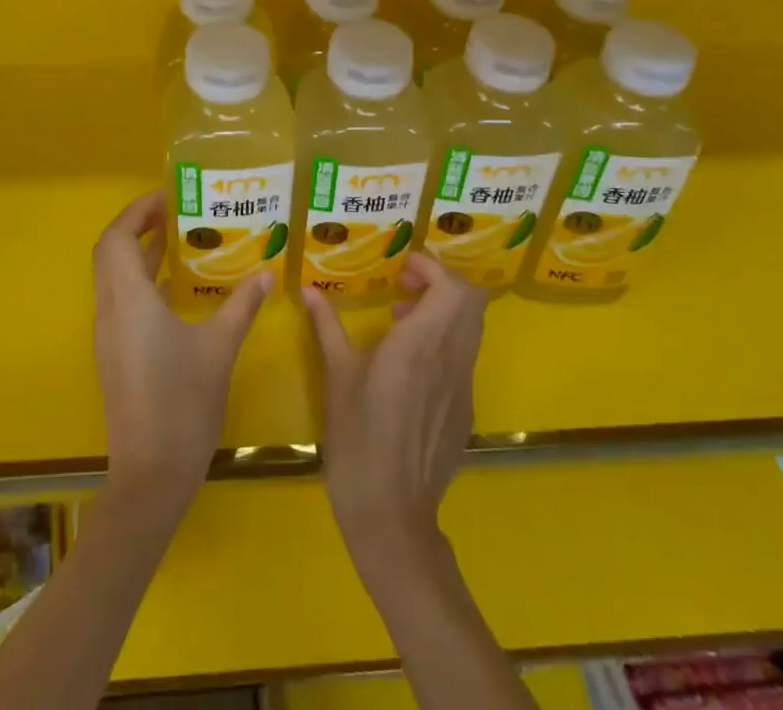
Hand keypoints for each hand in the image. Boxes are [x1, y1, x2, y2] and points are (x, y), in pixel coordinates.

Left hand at [93, 190, 270, 511]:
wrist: (151, 476)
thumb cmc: (184, 404)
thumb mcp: (219, 348)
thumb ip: (241, 306)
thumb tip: (266, 274)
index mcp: (130, 301)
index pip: (118, 238)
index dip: (138, 211)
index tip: (169, 196)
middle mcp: (111, 311)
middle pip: (110, 252)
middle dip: (137, 225)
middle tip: (175, 212)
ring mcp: (110, 335)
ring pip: (113, 277)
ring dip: (138, 253)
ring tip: (179, 239)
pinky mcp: (115, 354)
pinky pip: (121, 300)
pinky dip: (141, 280)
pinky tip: (175, 288)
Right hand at [302, 252, 486, 557]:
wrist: (392, 514)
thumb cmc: (358, 439)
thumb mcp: (337, 377)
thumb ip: (327, 327)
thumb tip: (310, 291)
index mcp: (421, 344)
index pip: (453, 287)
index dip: (433, 267)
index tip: (402, 268)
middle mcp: (451, 359)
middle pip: (472, 301)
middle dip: (441, 282)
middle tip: (404, 287)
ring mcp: (463, 387)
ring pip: (471, 328)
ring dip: (444, 310)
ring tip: (401, 321)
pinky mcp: (463, 410)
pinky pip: (463, 358)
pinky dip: (444, 341)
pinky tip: (408, 365)